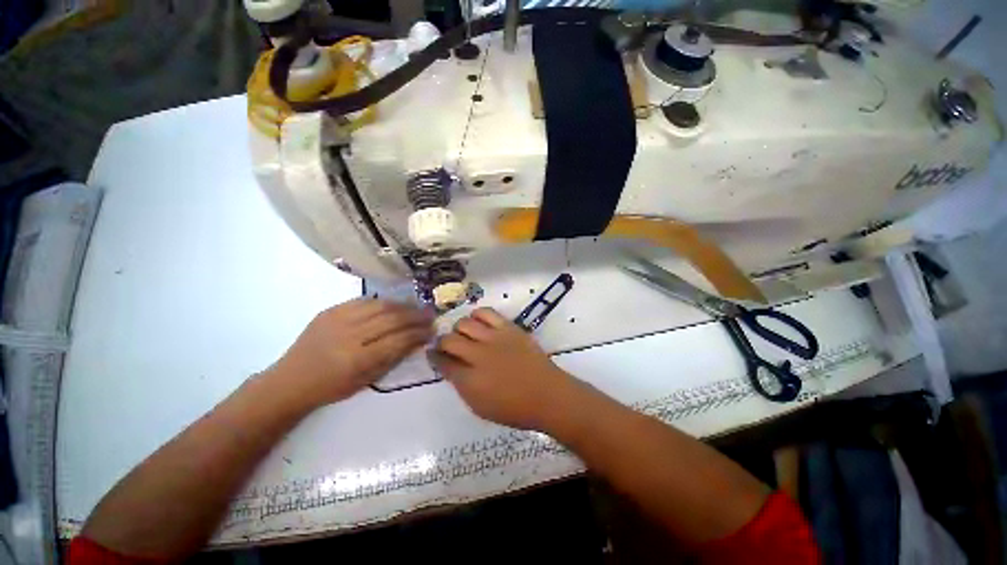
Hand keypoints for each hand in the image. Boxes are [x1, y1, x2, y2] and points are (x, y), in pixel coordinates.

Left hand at [267, 299, 433, 408]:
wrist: (289, 381)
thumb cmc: (331, 388)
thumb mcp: (366, 380)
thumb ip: (394, 357)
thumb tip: (418, 339)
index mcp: (357, 359)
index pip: (398, 340)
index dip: (419, 333)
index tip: (432, 330)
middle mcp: (349, 335)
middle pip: (392, 319)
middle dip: (416, 316)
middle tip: (430, 315)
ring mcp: (338, 319)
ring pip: (380, 305)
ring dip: (403, 306)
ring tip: (415, 309)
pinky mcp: (330, 310)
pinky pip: (363, 301)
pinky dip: (382, 302)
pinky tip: (392, 306)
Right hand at [431, 308, 582, 430]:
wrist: (547, 394)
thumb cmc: (514, 408)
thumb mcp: (480, 407)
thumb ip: (461, 386)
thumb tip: (451, 368)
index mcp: (469, 381)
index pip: (442, 362)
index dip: (434, 357)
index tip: (434, 354)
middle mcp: (478, 356)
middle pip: (449, 340)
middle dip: (442, 341)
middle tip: (447, 345)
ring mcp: (494, 339)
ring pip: (464, 323)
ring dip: (459, 328)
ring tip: (464, 334)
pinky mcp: (508, 328)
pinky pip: (486, 313)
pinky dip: (477, 315)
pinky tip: (478, 322)